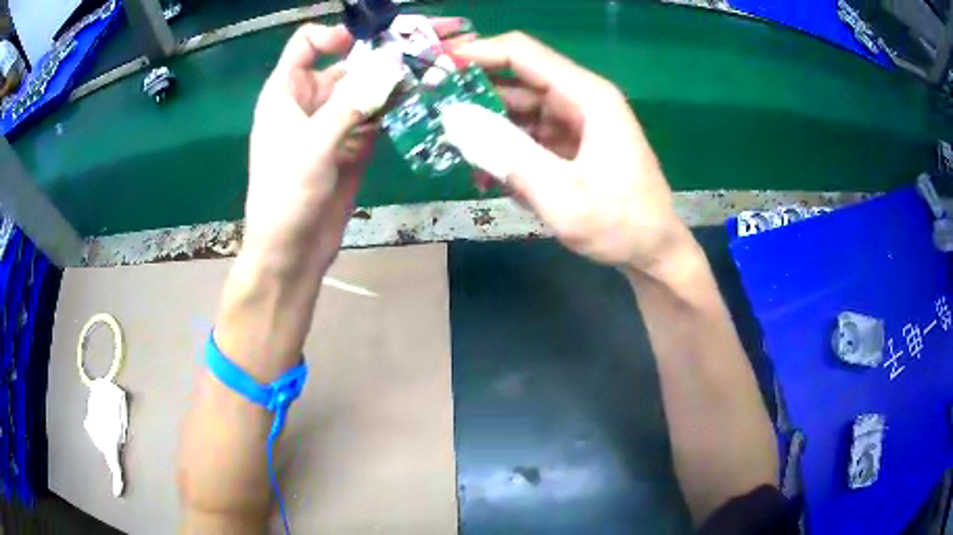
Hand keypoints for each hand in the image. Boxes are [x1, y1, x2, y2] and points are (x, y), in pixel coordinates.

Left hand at [245, 20, 474, 273]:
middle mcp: (310, 101)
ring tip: (429, 73)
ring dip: (392, 82)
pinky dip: (393, 108)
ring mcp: (333, 123)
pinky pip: (375, 116)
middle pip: (345, 64)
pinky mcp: (352, 144)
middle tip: (421, 53)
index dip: (335, 36)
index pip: (306, 45)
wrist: (291, 251)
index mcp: (286, 93)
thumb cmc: (286, 195)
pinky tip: (417, 102)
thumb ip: (352, 103)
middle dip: (379, 57)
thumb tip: (391, 66)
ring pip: (365, 89)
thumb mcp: (314, 144)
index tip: (368, 43)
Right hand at [444, 32, 692, 277]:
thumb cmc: (619, 224)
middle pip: (517, 78)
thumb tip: (456, 122)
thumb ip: (507, 155)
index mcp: (587, 97)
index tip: (436, 68)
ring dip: (487, 123)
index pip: (523, 54)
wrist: (654, 252)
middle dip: (474, 91)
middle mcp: (581, 99)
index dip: (478, 53)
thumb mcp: (561, 195)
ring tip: (452, 146)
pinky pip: (530, 132)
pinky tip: (487, 170)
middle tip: (433, 112)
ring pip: (519, 107)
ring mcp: (577, 121)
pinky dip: (506, 146)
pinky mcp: (572, 142)